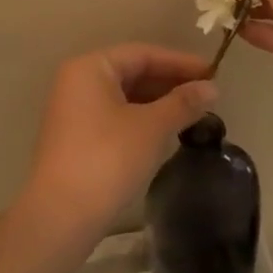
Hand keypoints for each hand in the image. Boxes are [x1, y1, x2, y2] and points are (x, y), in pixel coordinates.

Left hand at [22, 43, 218, 240]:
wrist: (59, 218)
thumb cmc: (107, 159)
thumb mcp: (152, 128)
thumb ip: (183, 103)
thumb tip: (212, 88)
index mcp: (91, 67)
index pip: (143, 54)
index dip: (180, 62)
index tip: (213, 72)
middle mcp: (78, 81)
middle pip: (133, 72)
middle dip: (170, 82)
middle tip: (206, 94)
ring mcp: (74, 110)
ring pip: (125, 96)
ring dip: (158, 102)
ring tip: (193, 113)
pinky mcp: (76, 137)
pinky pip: (116, 115)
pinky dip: (142, 118)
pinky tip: (166, 131)